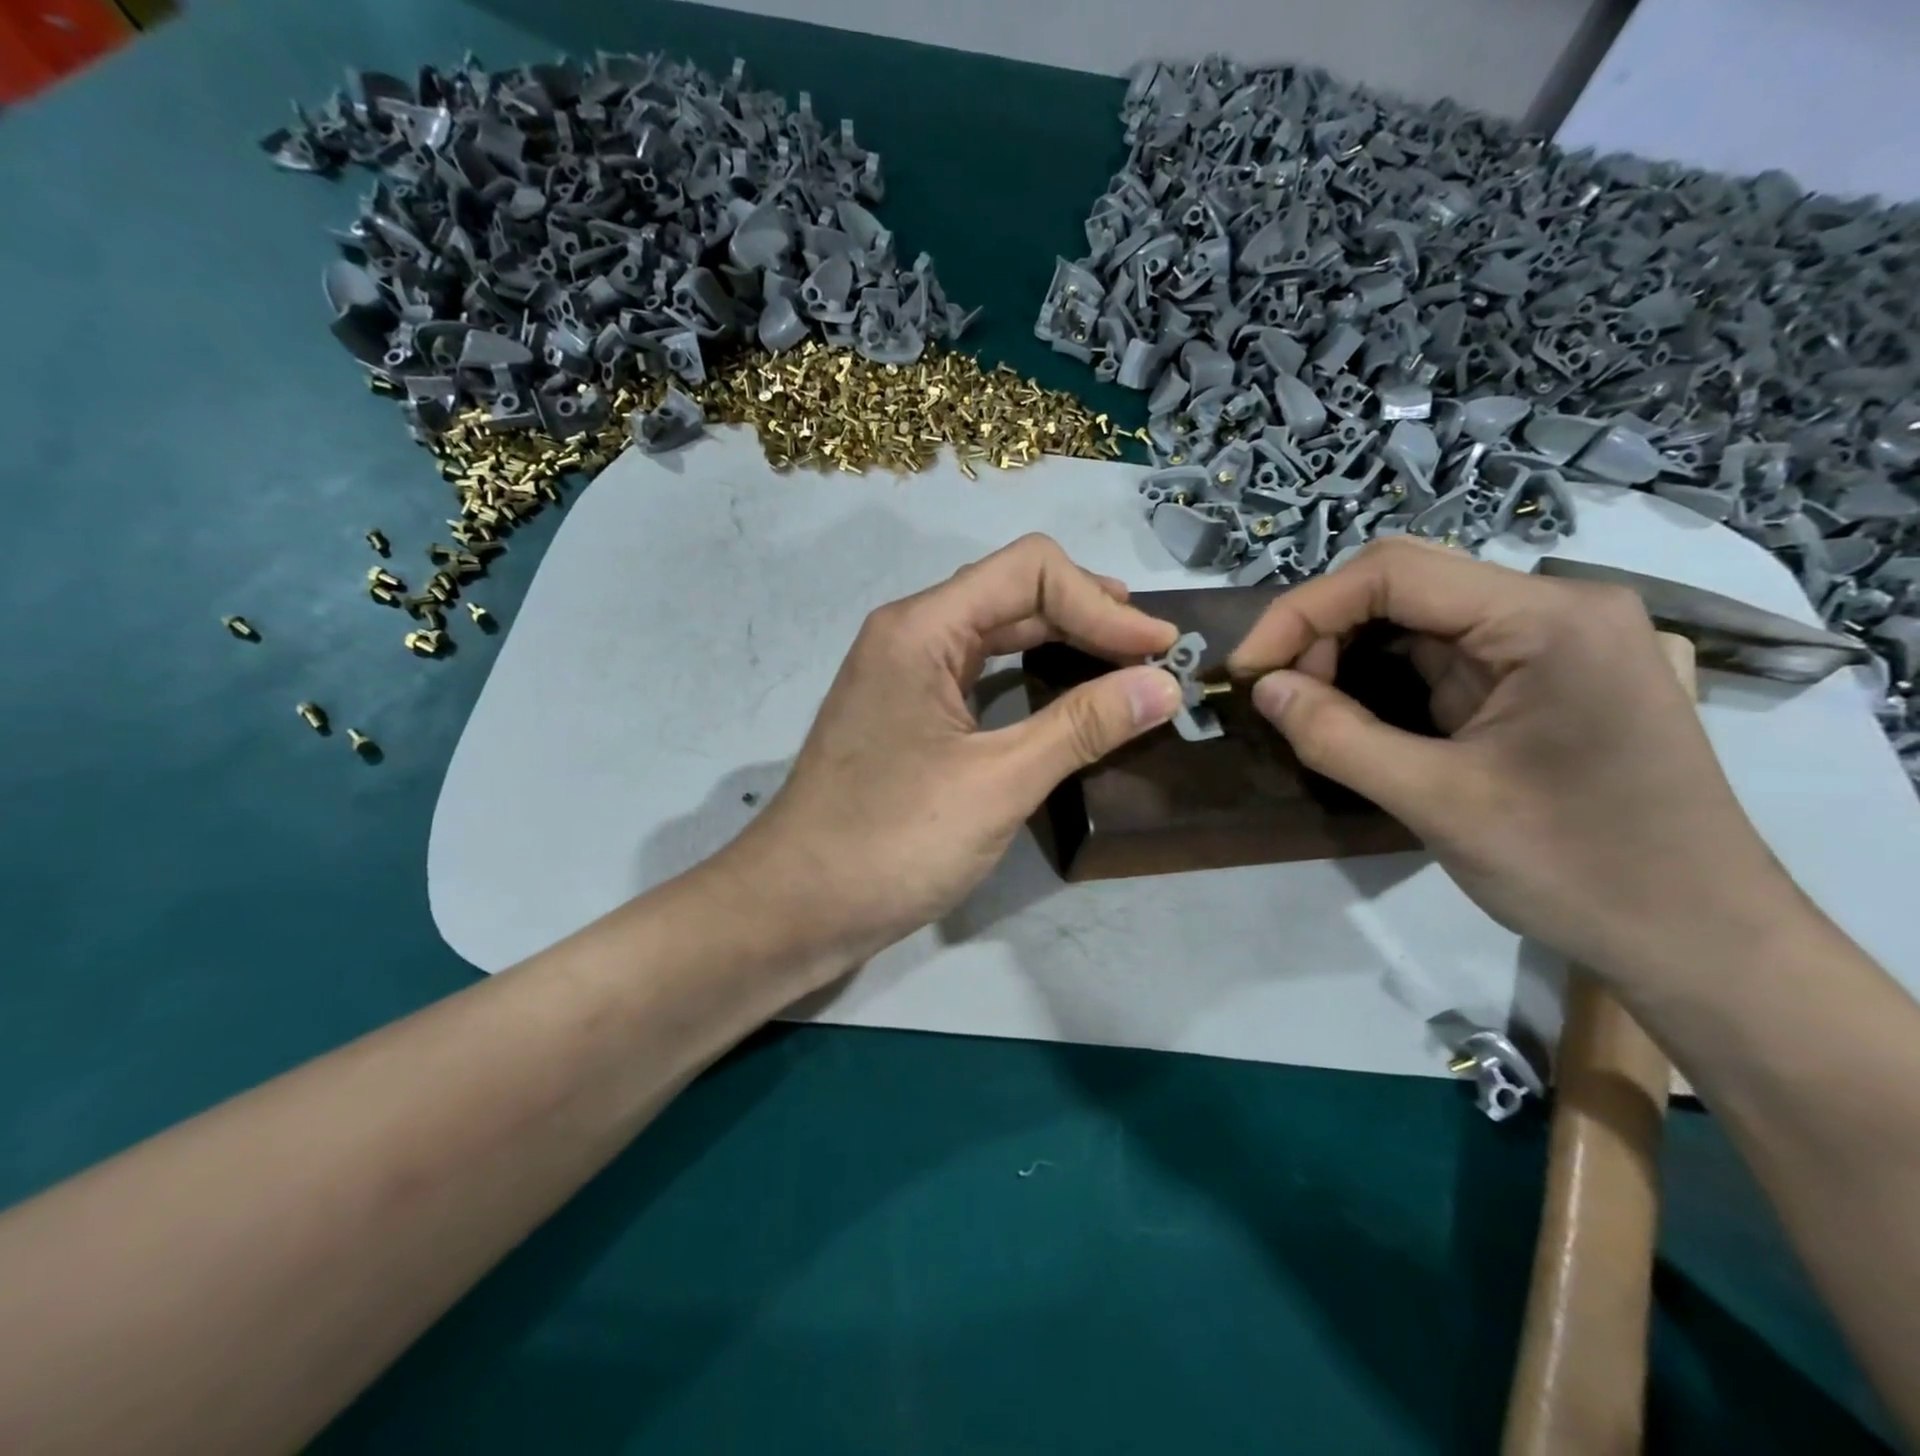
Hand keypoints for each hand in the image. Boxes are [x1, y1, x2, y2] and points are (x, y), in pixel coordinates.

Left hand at [717, 535, 1181, 971]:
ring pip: (997, 633)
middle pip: (1013, 593)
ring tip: (1125, 667)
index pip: (1029, 571)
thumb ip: (1081, 726)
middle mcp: (910, 635)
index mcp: (922, 628)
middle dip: (1088, 615)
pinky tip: (1067, 699)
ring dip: (1063, 642)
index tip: (1159, 649)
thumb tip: (1165, 686)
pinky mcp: (908, 715)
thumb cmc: (891, 842)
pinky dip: (1031, 676)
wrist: (796, 908)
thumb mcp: (996, 782)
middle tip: (1153, 656)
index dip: (1102, 602)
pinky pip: (980, 674)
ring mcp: (905, 675)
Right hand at [1228, 538, 1790, 980]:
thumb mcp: (1439, 804)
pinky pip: (1441, 653)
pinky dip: (1381, 675)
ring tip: (1307, 706)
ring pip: (1417, 617)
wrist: (1698, 940)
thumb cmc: (1578, 870)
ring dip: (1347, 652)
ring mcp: (1552, 641)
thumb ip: (1337, 737)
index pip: (1394, 573)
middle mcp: (1555, 609)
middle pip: (1404, 582)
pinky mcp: (1541, 676)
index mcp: (1548, 620)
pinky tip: (1352, 711)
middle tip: (1277, 692)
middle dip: (1322, 629)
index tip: (1247, 670)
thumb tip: (1263, 689)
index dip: (1302, 611)